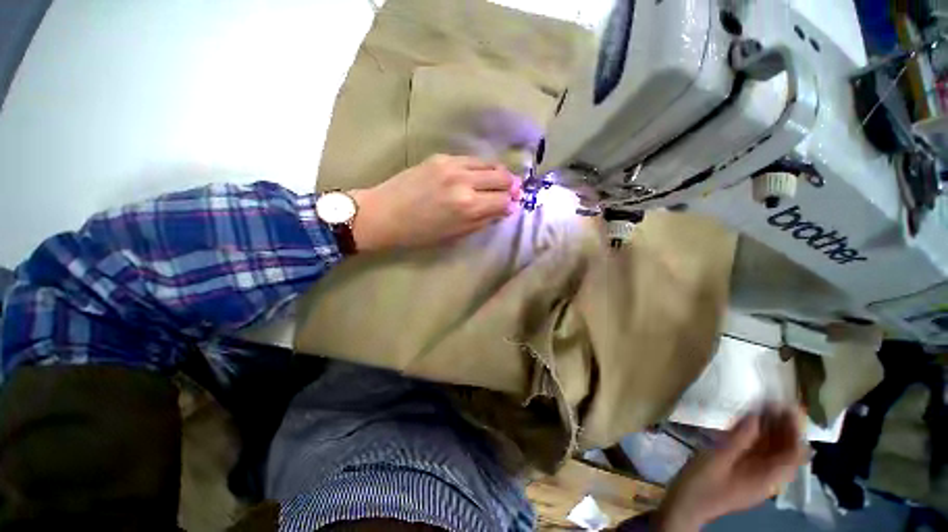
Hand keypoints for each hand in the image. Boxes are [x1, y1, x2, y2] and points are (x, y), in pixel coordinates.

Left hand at [348, 155, 519, 251]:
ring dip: (499, 173)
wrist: (384, 213)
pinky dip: (481, 167)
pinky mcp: (441, 157)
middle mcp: (464, 181)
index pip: (502, 201)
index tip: (512, 206)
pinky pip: (471, 159)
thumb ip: (481, 221)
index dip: (511, 205)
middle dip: (511, 186)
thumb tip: (502, 210)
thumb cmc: (419, 233)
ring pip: (489, 163)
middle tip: (513, 192)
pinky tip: (479, 174)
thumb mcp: (454, 235)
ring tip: (500, 180)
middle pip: (501, 177)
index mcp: (468, 206)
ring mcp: (452, 165)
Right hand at [656, 407, 808, 531]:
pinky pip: (758, 452)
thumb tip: (756, 414)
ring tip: (762, 406)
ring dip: (771, 429)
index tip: (787, 406)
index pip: (794, 454)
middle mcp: (767, 477)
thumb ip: (739, 438)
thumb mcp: (718, 458)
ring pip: (772, 450)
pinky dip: (758, 436)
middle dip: (784, 426)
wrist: (685, 506)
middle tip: (774, 401)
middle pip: (785, 451)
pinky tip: (748, 423)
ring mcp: (755, 475)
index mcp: (767, 478)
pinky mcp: (743, 472)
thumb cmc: (702, 484)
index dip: (795, 429)